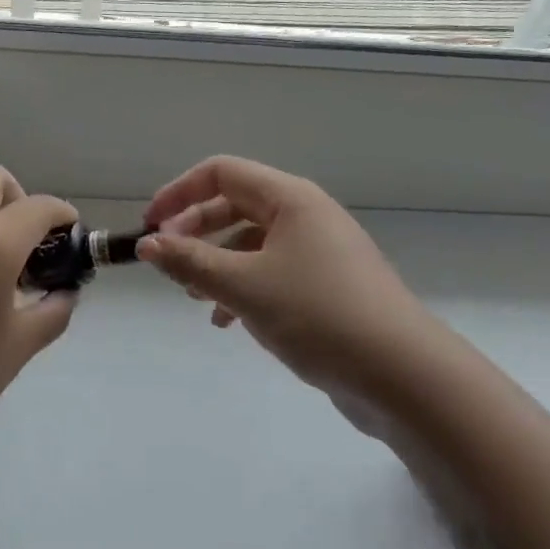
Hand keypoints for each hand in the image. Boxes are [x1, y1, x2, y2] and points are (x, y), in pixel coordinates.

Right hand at [137, 157, 437, 404]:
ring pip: (250, 243)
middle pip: (234, 205)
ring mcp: (319, 252)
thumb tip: (146, 244)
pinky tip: (226, 321)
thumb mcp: (243, 286)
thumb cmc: (318, 315)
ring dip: (215, 263)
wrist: (403, 376)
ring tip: (192, 296)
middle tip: (166, 261)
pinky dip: (241, 288)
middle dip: (194, 230)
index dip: (179, 193)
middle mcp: (305, 216)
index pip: (221, 173)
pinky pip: (271, 272)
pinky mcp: (326, 287)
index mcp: (289, 199)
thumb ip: (189, 260)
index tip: (149, 225)